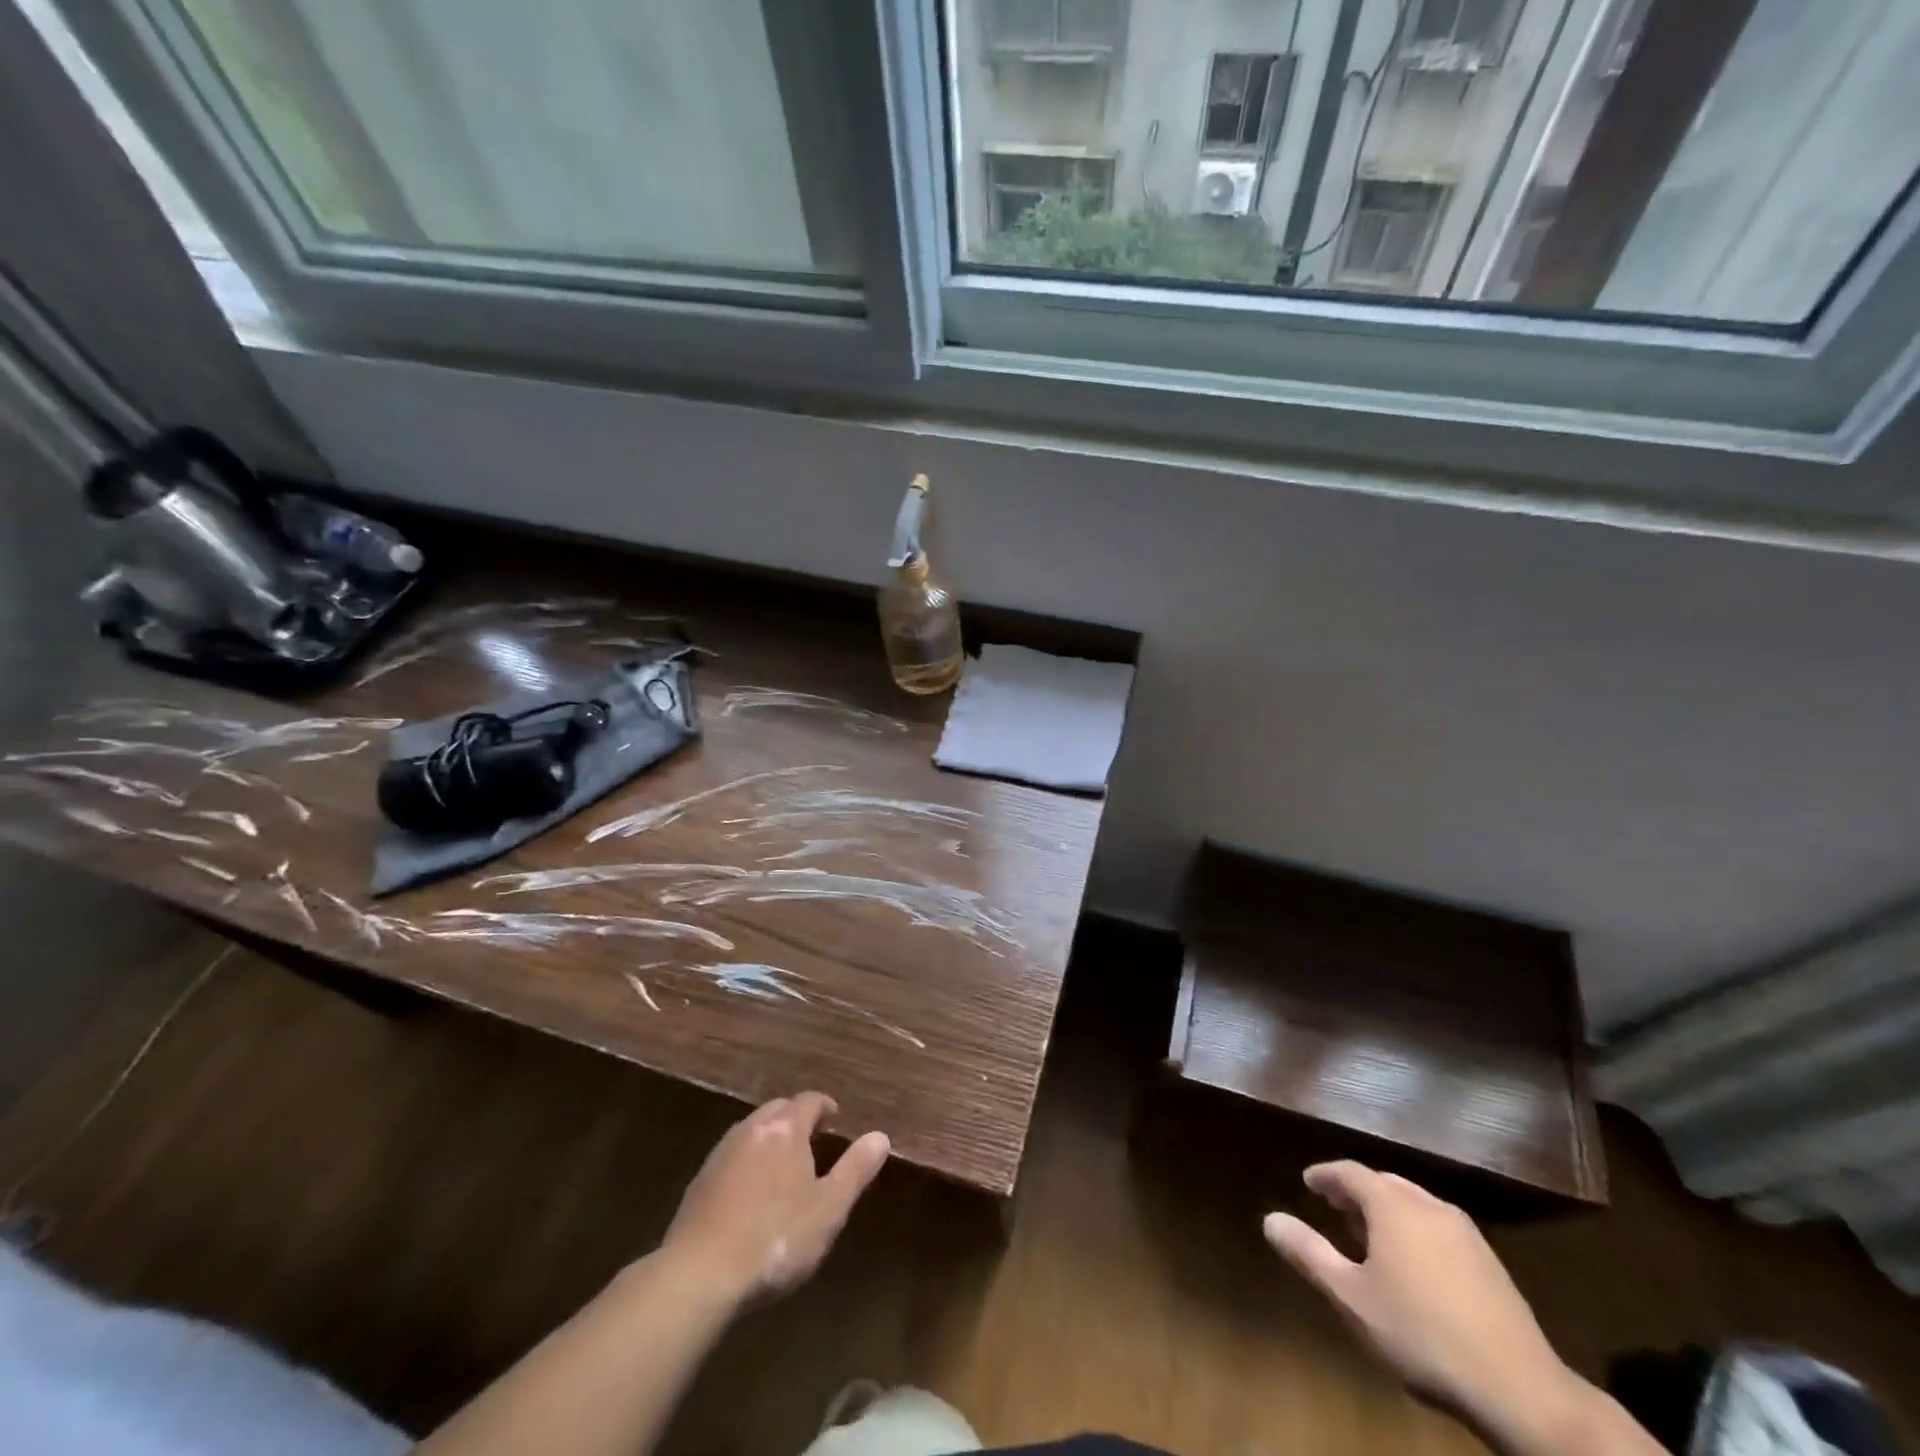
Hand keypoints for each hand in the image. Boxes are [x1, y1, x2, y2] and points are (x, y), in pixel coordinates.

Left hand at [661, 1092, 888, 1306]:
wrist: (699, 1275)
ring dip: (770, 1138)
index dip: (824, 1106)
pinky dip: (747, 1161)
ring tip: (783, 1165)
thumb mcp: (828, 1209)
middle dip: (796, 1118)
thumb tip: (881, 1136)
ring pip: (752, 1131)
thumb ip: (855, 1170)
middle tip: (812, 1139)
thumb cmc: (775, 1239)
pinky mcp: (699, 1181)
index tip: (835, 1118)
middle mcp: (752, 1129)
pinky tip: (750, 1192)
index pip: (809, 1101)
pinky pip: (732, 1156)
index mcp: (785, 1129)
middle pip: (778, 1109)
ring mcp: (721, 1153)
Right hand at [1264, 1162, 1581, 1442]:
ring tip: (1371, 1236)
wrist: (1520, 1391)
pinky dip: (1416, 1231)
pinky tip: (1415, 1266)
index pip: (1351, 1172)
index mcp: (1393, 1206)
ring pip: (1416, 1205)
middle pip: (1385, 1184)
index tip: (1309, 1183)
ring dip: (1388, 1211)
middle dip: (1357, 1191)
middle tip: (1335, 1207)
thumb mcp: (1352, 1298)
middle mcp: (1429, 1207)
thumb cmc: (1421, 1335)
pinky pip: (1440, 1229)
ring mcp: (1466, 1234)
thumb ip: (1309, 1254)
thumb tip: (1269, 1219)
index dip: (1326, 1175)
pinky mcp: (1491, 1264)